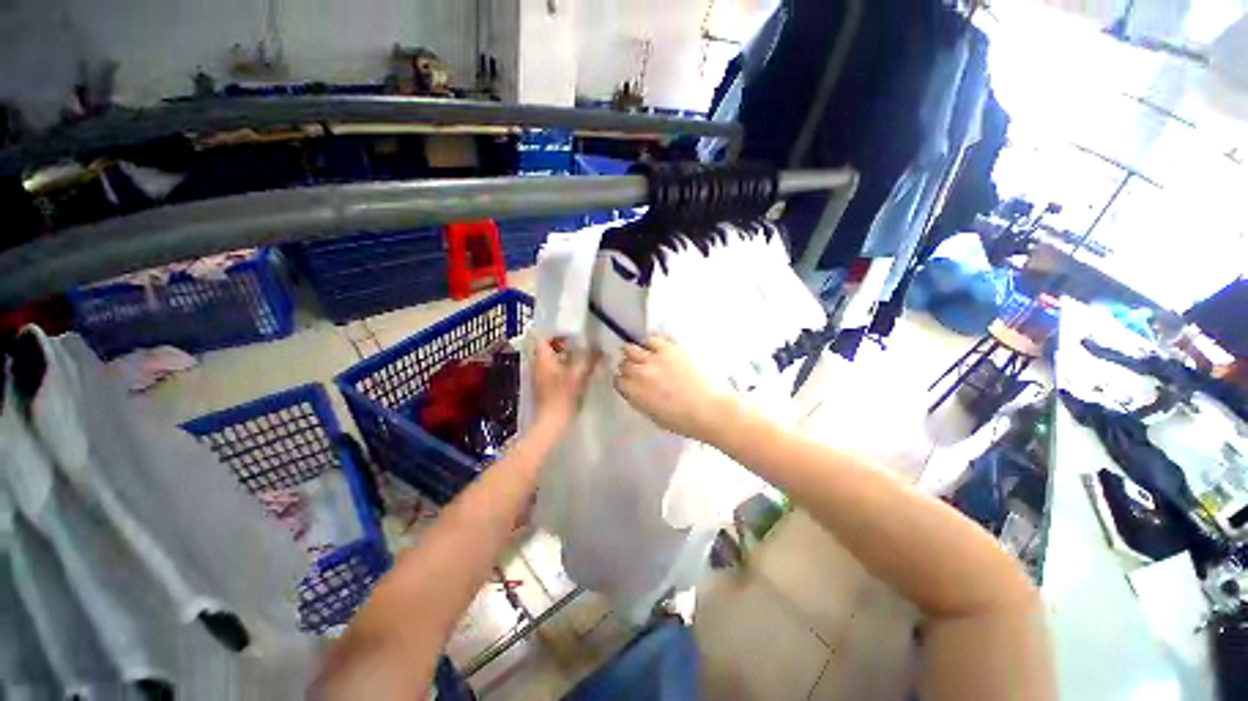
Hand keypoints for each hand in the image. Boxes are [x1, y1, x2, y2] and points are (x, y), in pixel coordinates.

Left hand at [532, 337, 598, 428]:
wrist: (550, 423)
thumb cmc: (562, 397)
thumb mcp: (579, 376)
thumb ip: (590, 360)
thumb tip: (601, 350)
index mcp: (542, 359)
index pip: (543, 338)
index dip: (556, 334)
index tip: (572, 337)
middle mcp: (537, 365)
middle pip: (546, 348)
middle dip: (562, 346)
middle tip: (579, 348)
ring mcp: (539, 377)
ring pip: (550, 360)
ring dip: (563, 357)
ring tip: (580, 360)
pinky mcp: (543, 387)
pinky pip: (551, 370)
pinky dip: (562, 368)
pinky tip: (576, 375)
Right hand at [614, 336, 733, 442]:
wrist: (709, 409)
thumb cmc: (683, 421)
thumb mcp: (654, 416)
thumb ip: (640, 400)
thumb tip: (636, 391)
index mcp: (634, 394)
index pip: (618, 381)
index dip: (624, 381)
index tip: (630, 381)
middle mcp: (638, 374)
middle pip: (624, 364)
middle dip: (629, 367)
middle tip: (638, 369)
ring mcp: (652, 359)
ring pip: (631, 349)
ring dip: (634, 353)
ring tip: (643, 355)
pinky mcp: (668, 349)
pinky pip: (651, 339)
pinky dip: (650, 343)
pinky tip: (656, 348)